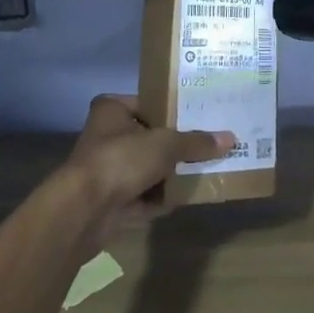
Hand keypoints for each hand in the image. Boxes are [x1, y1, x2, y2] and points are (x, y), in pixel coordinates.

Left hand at [63, 95, 232, 246]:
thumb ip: (196, 142)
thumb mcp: (166, 144)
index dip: (173, 107)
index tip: (200, 113)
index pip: (148, 101)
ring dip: (171, 173)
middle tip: (208, 142)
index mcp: (112, 110)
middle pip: (150, 136)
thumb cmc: (121, 159)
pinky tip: (189, 196)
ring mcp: (107, 170)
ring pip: (148, 168)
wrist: (83, 211)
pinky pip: (144, 195)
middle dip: (176, 144)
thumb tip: (230, 139)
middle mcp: (106, 136)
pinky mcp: (110, 201)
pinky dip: (162, 197)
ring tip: (205, 167)